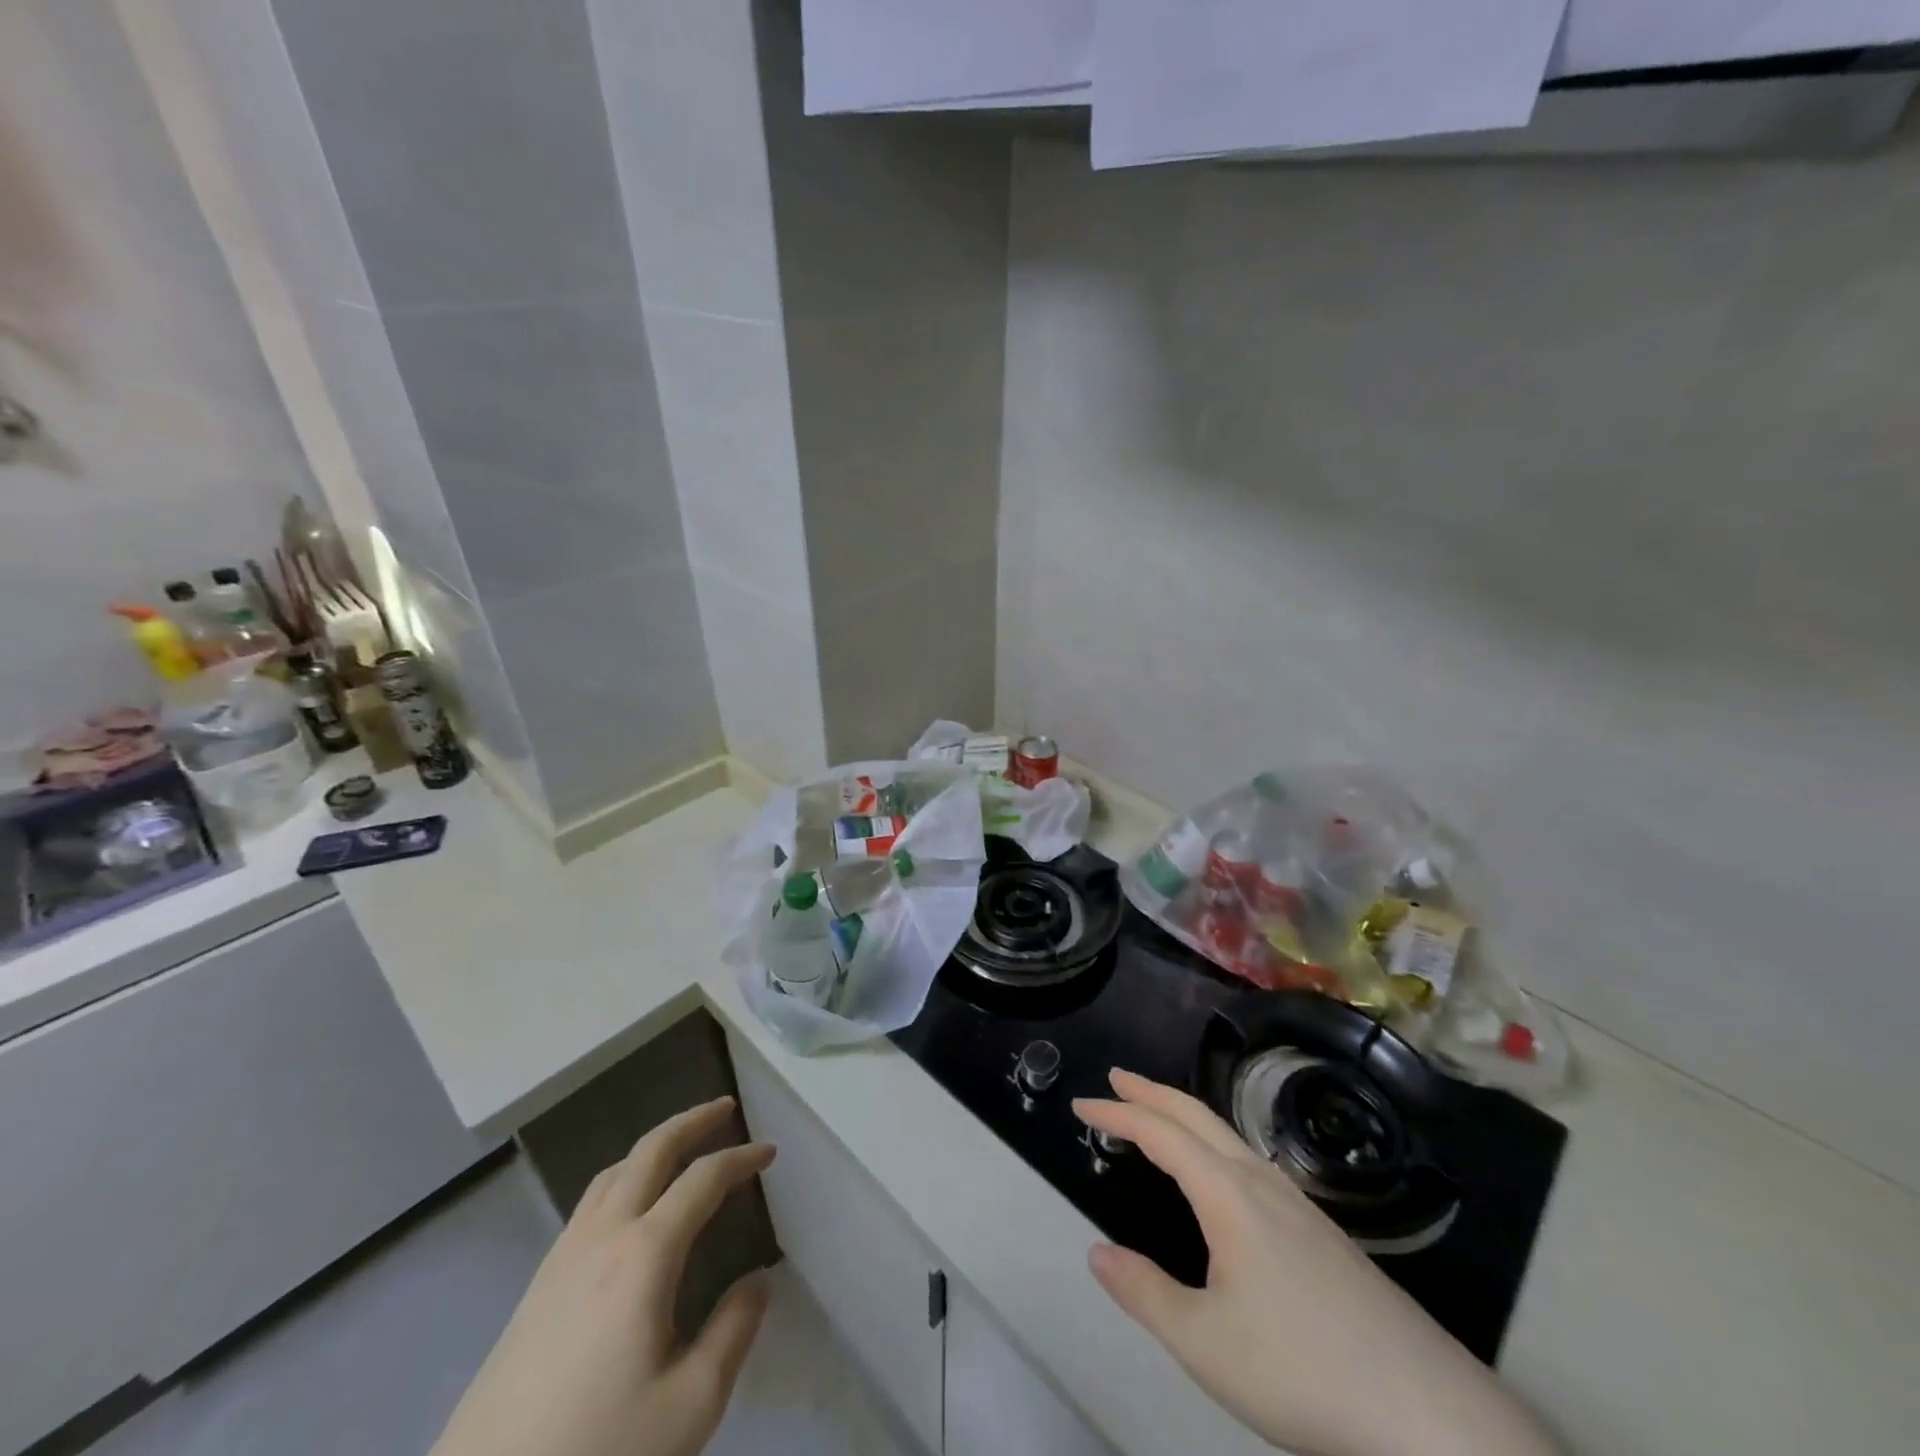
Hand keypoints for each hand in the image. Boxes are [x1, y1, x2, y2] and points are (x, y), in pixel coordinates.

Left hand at [432, 1096, 773, 1455]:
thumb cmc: (599, 1451)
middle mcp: (603, 1237)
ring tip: (681, 1147)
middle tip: (725, 1108)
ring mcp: (562, 1259)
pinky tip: (630, 1209)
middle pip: (650, 1152)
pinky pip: (590, 1204)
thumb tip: (757, 1282)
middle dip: (692, 1121)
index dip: (740, 1158)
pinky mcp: (536, 1288)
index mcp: (644, 1254)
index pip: (702, 1180)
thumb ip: (733, 1332)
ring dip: (653, 1146)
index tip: (770, 1152)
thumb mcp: (689, 1406)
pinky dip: (624, 1178)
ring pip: (613, 1172)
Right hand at [1075, 1071, 1560, 1455]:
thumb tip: (1098, 1253)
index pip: (1160, 1133)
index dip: (1117, 1113)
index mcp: (1228, 1194)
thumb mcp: (1204, 1344)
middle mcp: (1262, 1182)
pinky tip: (1220, 1177)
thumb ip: (1144, 1293)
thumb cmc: (1302, 1372)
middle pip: (1197, 1115)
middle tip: (1116, 1078)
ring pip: (1228, 1136)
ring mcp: (1299, 1205)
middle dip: (1152, 1092)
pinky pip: (1250, 1162)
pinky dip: (1213, 1143)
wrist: (1431, 1417)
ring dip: (1184, 1115)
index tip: (1081, 1104)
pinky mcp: (1323, 1233)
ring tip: (1158, 1118)